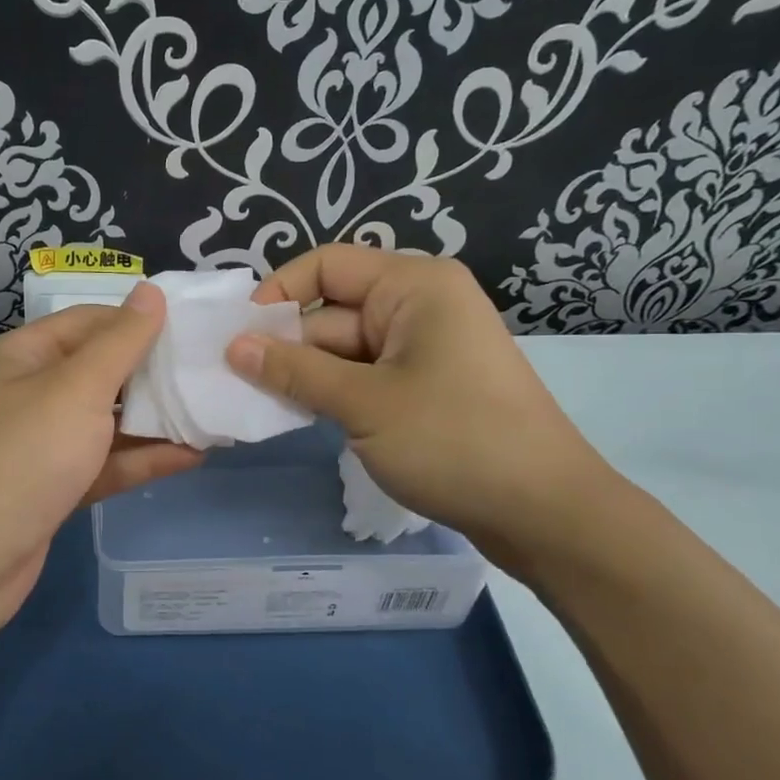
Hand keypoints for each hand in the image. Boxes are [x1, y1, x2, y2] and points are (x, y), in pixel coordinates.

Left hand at [0, 283, 200, 637]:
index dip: (139, 323)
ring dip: (154, 420)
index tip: (193, 330)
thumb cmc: (21, 458)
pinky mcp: (52, 488)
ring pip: (104, 422)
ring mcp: (40, 444)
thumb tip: (150, 291)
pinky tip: (191, 456)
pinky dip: (141, 459)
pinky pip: (102, 462)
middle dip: (153, 374)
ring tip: (212, 414)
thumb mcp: (75, 390)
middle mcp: (28, 393)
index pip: (89, 322)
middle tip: (212, 373)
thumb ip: (120, 343)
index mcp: (22, 356)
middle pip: (100, 371)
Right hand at [226, 245, 615, 577]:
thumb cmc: (454, 441)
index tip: (239, 338)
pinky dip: (335, 393)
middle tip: (236, 384)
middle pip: (333, 311)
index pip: (327, 266)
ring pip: (346, 349)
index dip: (278, 294)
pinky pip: (366, 376)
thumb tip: (234, 346)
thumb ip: (294, 370)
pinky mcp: (428, 386)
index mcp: (414, 286)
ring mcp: (426, 348)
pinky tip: (302, 417)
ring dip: (307, 375)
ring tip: (261, 405)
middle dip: (288, 345)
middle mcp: (420, 305)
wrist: (546, 513)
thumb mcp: (363, 404)